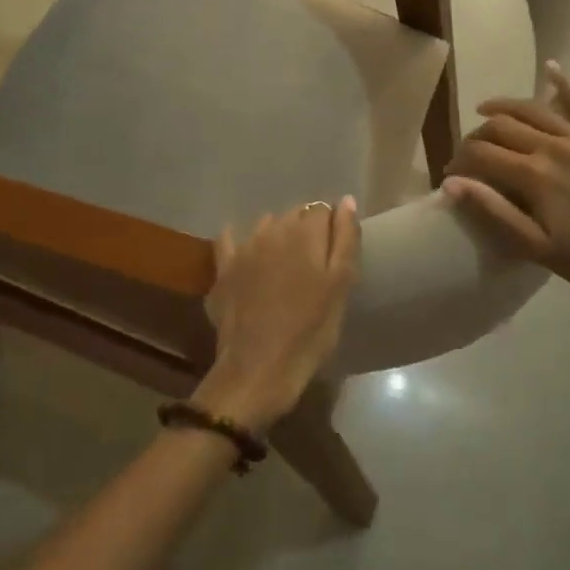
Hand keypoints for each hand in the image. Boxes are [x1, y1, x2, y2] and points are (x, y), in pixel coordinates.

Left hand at [193, 197, 360, 432]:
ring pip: (266, 225)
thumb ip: (346, 239)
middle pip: (294, 215)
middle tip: (313, 265)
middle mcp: (272, 229)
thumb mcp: (341, 286)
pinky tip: (247, 257)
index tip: (334, 255)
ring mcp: (244, 246)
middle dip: (305, 231)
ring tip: (285, 266)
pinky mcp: (223, 267)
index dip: (331, 229)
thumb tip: (346, 201)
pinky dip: (240, 242)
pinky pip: (230, 239)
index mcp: (305, 232)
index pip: (323, 210)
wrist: (259, 368)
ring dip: (277, 236)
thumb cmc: (310, 331)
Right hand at [443, 62, 569, 309]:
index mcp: (533, 175)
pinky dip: (566, 85)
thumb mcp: (537, 247)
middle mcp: (554, 146)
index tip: (452, 175)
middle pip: (502, 125)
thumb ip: (493, 211)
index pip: (482, 153)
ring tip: (485, 110)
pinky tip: (551, 69)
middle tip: (470, 154)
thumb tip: (451, 183)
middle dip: (477, 136)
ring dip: (505, 106)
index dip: (460, 161)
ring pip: (534, 109)